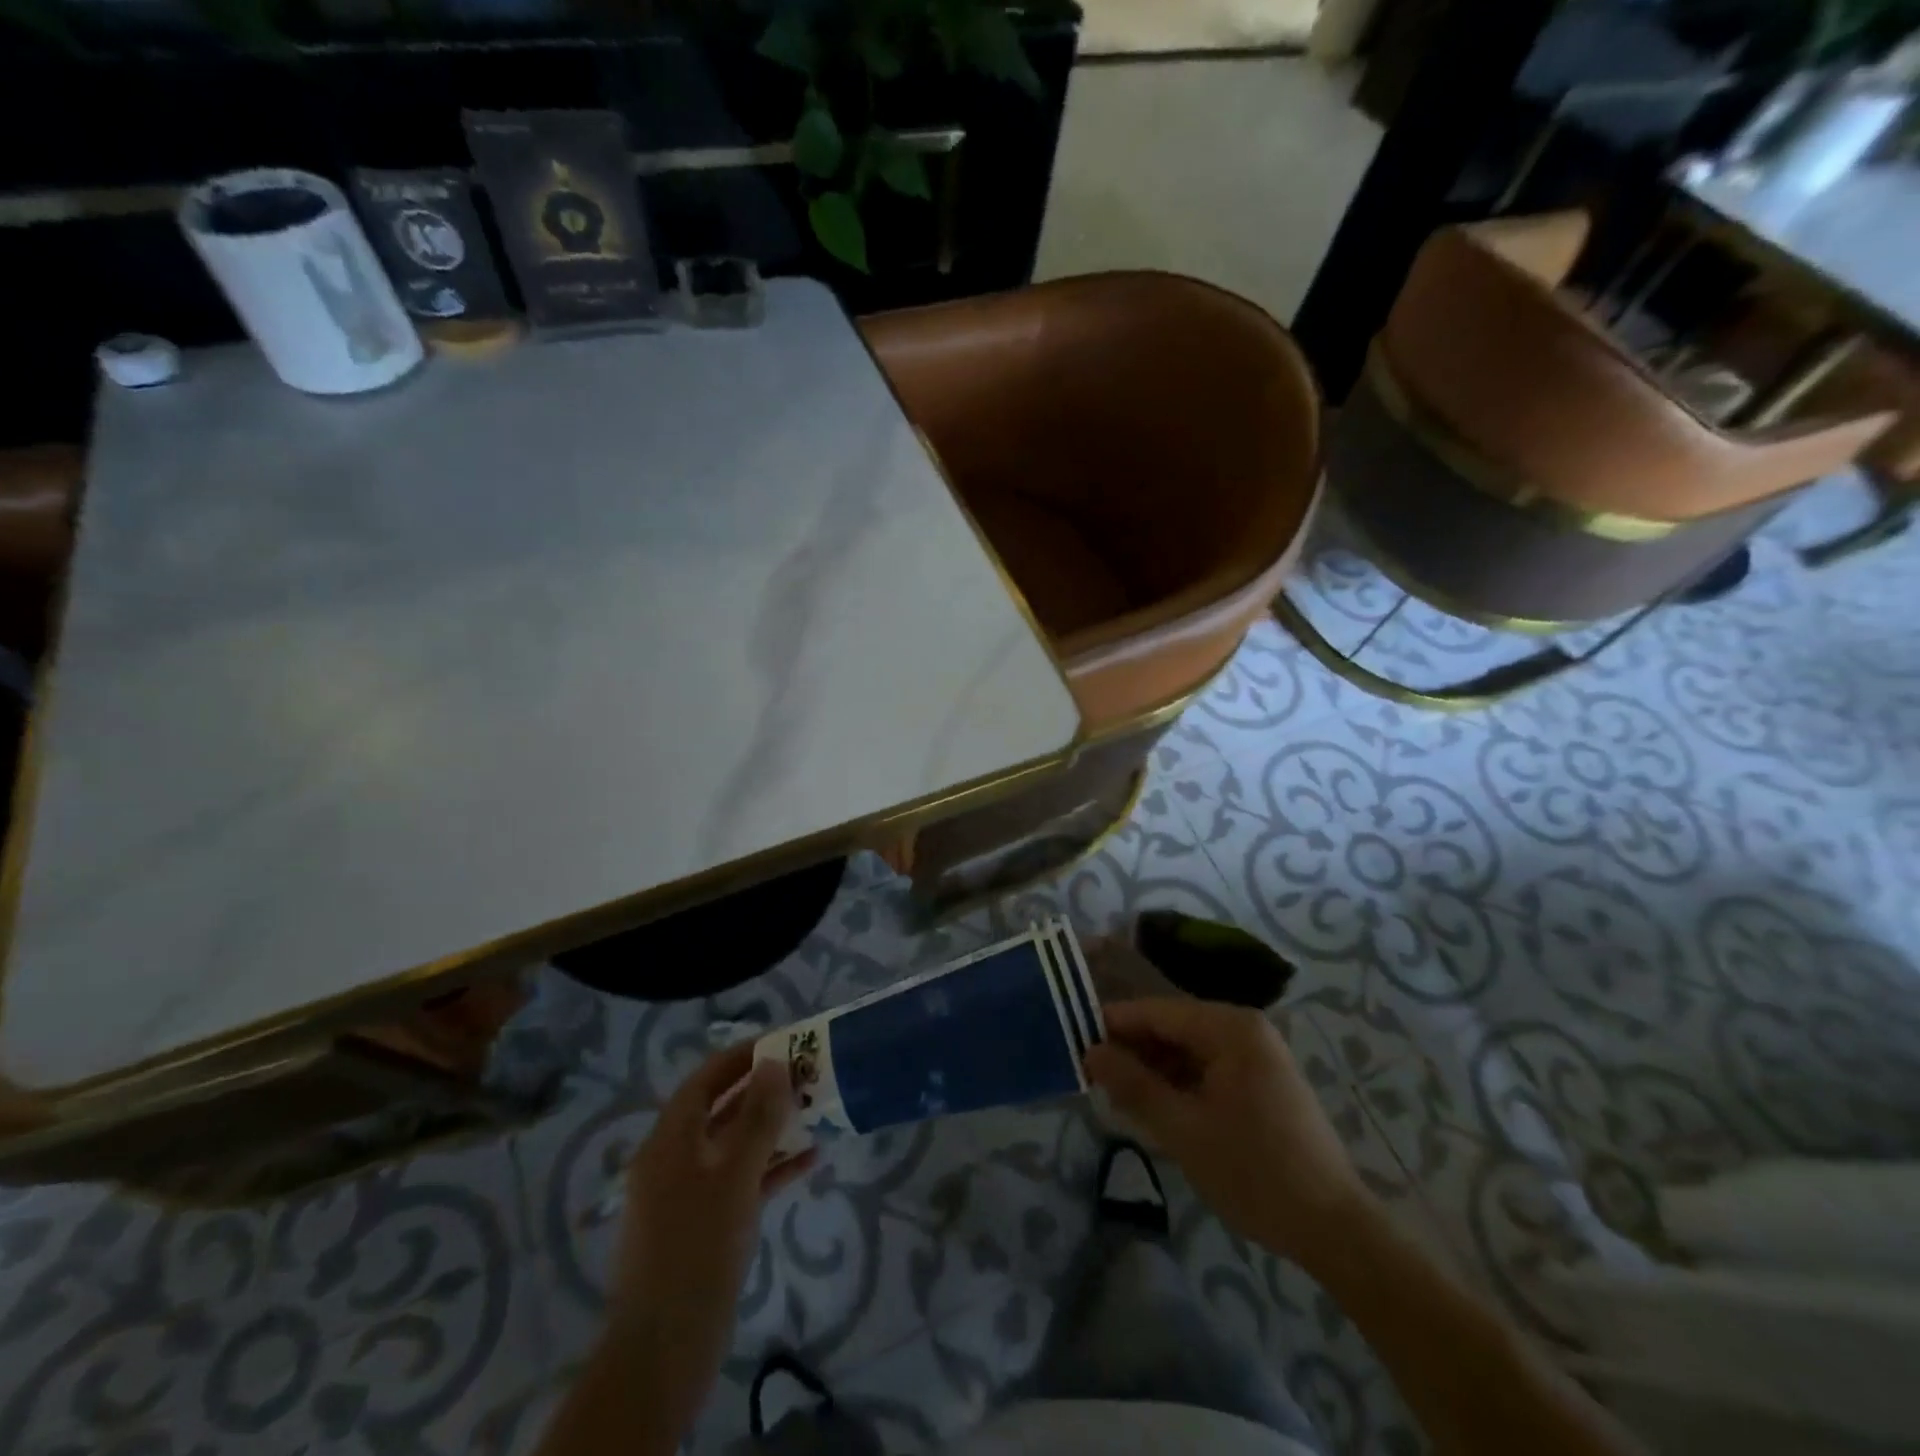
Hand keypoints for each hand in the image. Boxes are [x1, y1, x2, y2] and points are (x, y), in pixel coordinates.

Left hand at [607, 1043, 814, 1436]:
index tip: (783, 1041)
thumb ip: (757, 1118)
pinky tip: (809, 1161)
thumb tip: (774, 1062)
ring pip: (734, 1147)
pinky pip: (741, 1182)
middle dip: (763, 1091)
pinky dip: (771, 1168)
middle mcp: (675, 1161)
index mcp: (670, 1141)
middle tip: (807, 1074)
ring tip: (816, 1112)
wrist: (664, 1353)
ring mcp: (689, 1196)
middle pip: (721, 1110)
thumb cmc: (697, 1250)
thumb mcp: (734, 1177)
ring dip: (772, 1129)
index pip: (705, 1080)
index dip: (741, 1057)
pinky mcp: (705, 1228)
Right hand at [1084, 995, 1372, 1266]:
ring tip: (1119, 1101)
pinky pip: (1208, 1069)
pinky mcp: (1262, 1082)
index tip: (1075, 1045)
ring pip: (1188, 1050)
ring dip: (1154, 1072)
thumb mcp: (1183, 1129)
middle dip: (1134, 1053)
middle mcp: (1245, 1029)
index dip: (1113, 1026)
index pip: (1156, 1012)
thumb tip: (1089, 1052)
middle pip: (1172, 1028)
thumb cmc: (1254, 1172)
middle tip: (1095, 1082)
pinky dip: (1180, 1086)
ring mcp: (1257, 1055)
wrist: (1334, 1230)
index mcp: (1230, 1027)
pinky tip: (1157, 1111)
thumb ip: (1133, 1085)